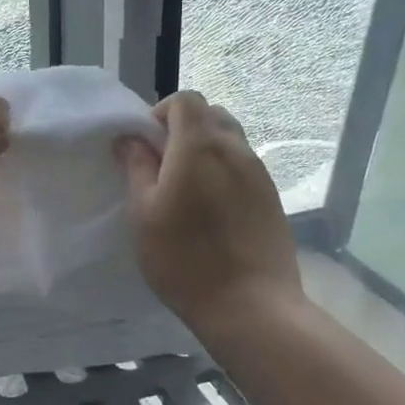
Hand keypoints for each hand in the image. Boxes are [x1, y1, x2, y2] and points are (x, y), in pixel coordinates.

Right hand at [118, 91, 303, 331]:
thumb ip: (136, 168)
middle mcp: (235, 149)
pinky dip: (224, 173)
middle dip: (185, 129)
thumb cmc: (184, 258)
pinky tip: (211, 211)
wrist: (250, 305)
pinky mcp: (272, 198)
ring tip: (187, 191)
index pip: (186, 99)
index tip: (146, 147)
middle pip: (211, 115)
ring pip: (230, 141)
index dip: (161, 113)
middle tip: (163, 166)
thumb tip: (131, 139)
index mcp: (200, 145)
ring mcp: (259, 174)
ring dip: (205, 151)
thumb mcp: (142, 213)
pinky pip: (244, 168)